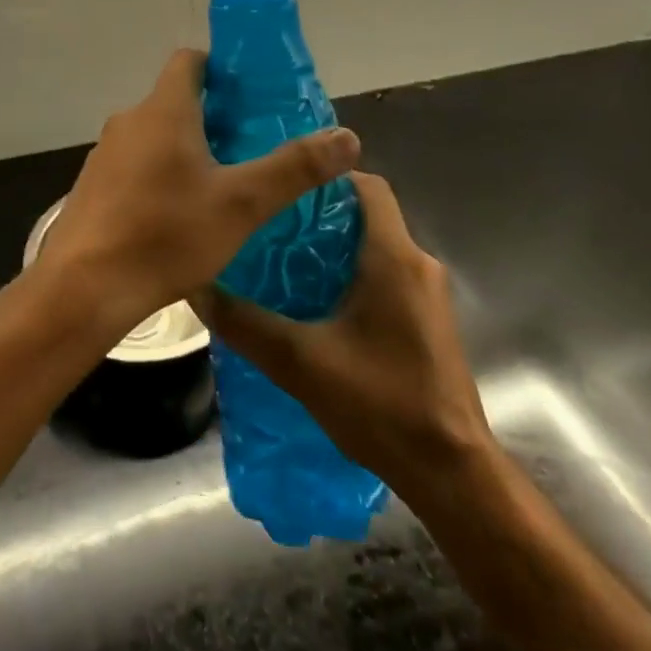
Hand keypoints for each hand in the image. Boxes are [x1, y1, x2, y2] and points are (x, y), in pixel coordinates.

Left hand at [36, 49, 360, 340]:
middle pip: (176, 100)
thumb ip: (294, 168)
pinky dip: (161, 175)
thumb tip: (347, 137)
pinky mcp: (94, 186)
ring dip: (187, 149)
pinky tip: (181, 217)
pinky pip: (136, 165)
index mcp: (164, 110)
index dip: (221, 69)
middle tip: (251, 148)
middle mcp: (130, 121)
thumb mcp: (242, 204)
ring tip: (223, 185)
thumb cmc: (166, 234)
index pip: (190, 60)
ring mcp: (106, 154)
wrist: (83, 288)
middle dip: (214, 117)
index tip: (251, 97)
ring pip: (155, 135)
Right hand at [193, 172, 492, 496]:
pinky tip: (316, 305)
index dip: (327, 175)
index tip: (284, 184)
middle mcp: (418, 264)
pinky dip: (353, 276)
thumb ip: (246, 323)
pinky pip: (387, 277)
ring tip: (283, 262)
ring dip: (335, 249)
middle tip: (270, 225)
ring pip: (376, 248)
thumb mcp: (300, 362)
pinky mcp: (429, 322)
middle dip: (320, 214)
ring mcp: (428, 295)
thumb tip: (197, 289)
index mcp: (394, 256)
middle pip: (367, 215)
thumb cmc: (382, 404)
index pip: (366, 184)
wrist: (453, 475)